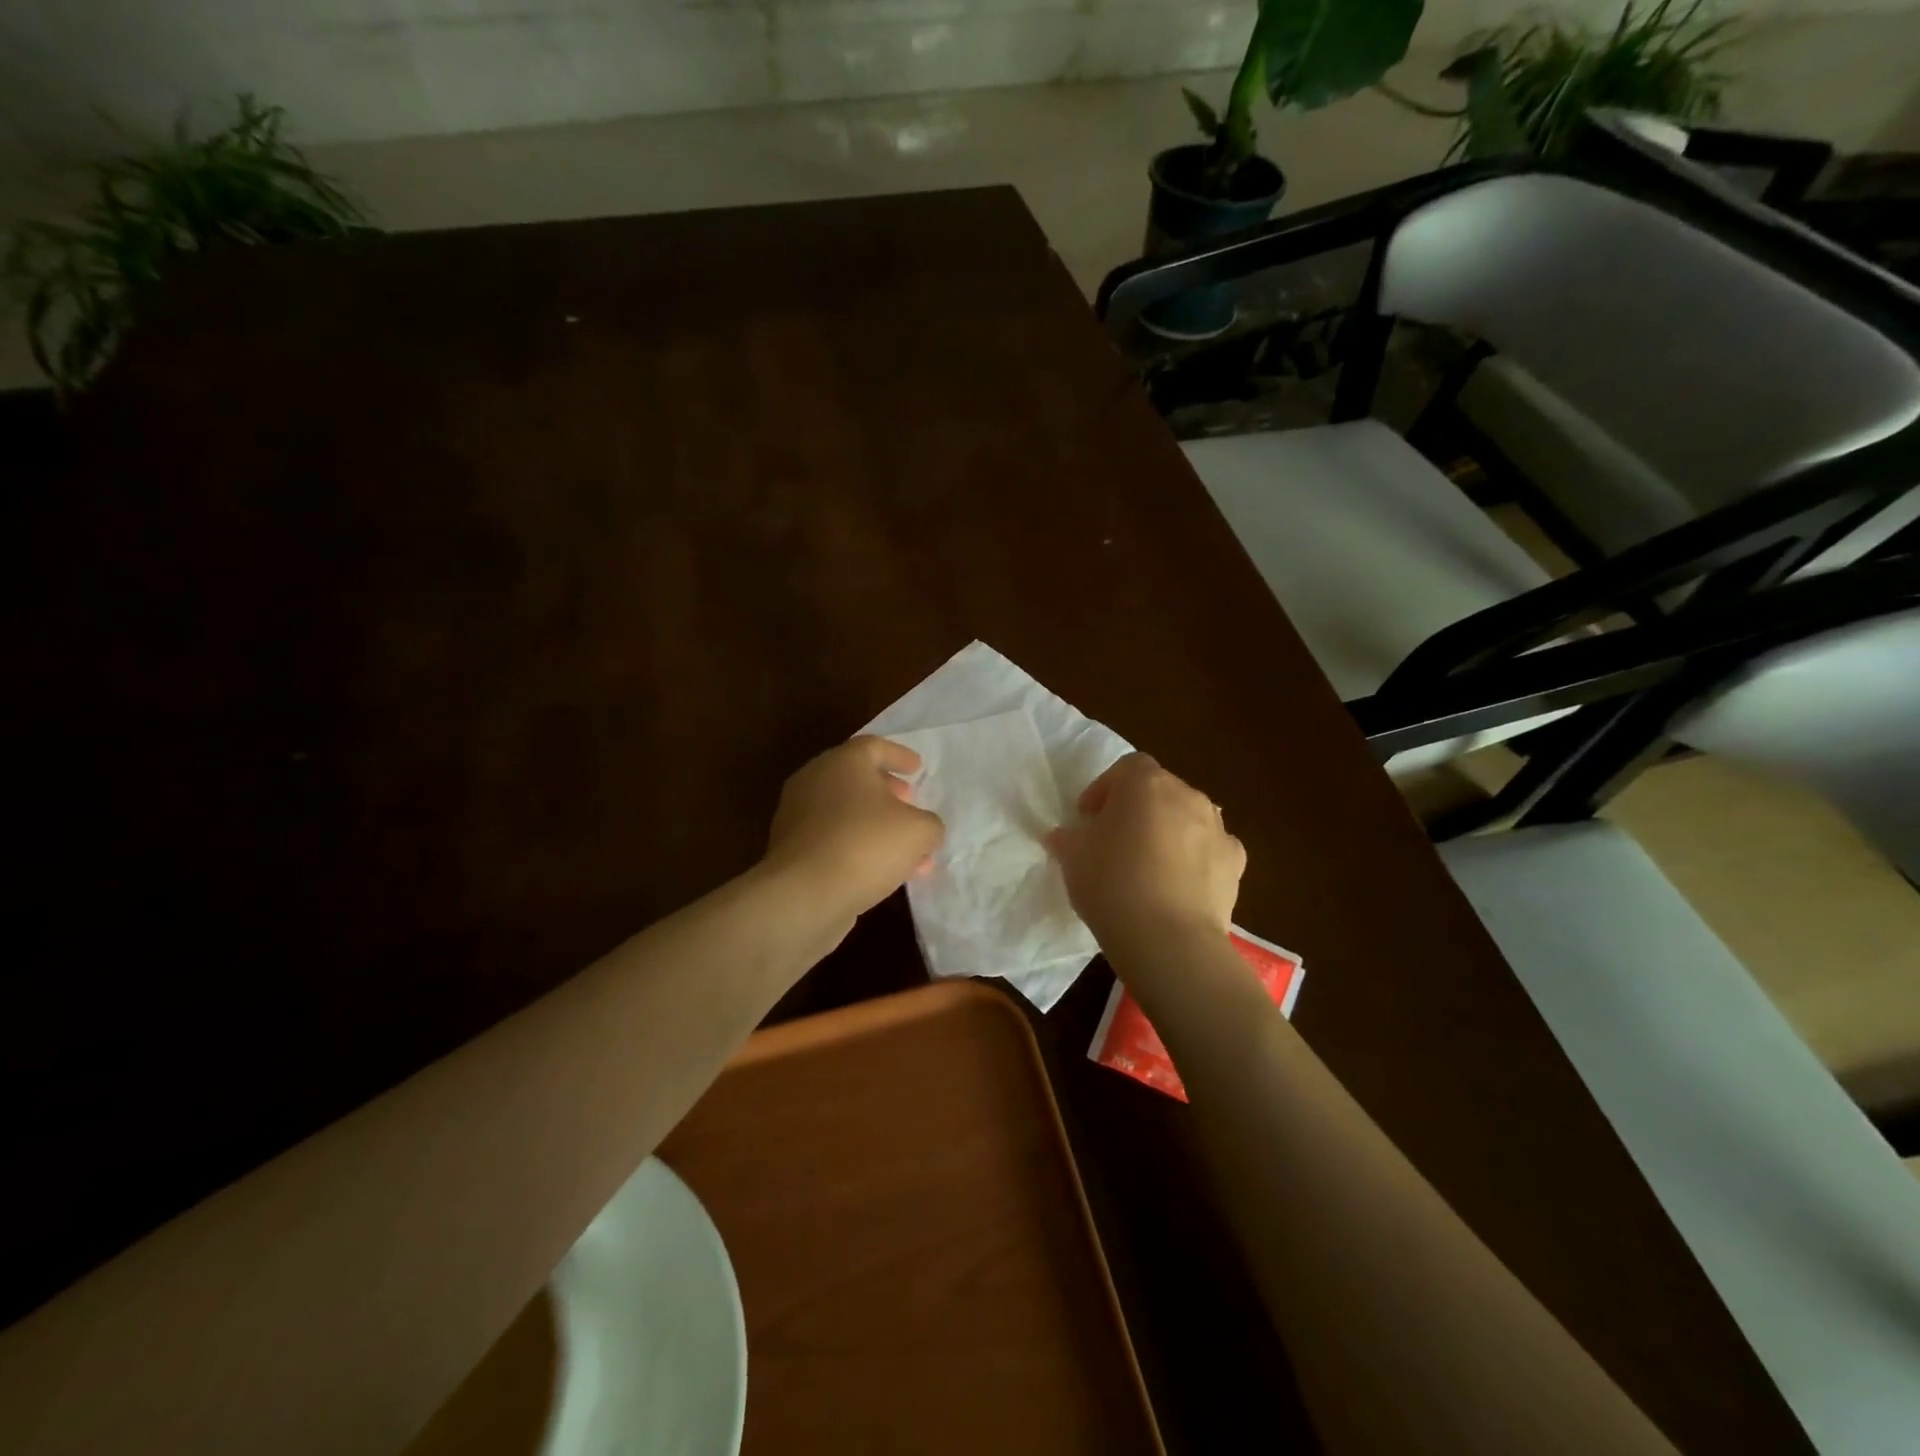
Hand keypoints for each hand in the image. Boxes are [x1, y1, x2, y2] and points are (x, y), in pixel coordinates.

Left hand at [762, 736, 944, 926]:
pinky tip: (885, 872)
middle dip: (887, 791)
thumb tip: (925, 830)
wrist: (804, 894)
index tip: (917, 767)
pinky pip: (834, 840)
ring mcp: (798, 816)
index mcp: (843, 762)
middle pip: (856, 778)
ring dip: (877, 826)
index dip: (899, 755)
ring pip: (846, 813)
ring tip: (908, 849)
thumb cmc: (866, 844)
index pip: (873, 746)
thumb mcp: (919, 831)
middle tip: (910, 802)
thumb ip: (930, 824)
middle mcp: (815, 781)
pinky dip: (860, 847)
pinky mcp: (792, 850)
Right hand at [1046, 753, 1244, 950]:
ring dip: (1168, 831)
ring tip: (1148, 866)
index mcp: (1146, 784)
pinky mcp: (1236, 863)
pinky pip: (1210, 849)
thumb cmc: (1112, 884)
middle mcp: (1187, 795)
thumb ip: (1068, 838)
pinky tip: (1179, 885)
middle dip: (1137, 809)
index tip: (1088, 818)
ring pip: (1188, 818)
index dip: (1105, 789)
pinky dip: (1196, 859)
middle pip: (1160, 790)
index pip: (1126, 768)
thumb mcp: (1073, 858)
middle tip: (1115, 841)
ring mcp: (1217, 828)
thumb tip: (1064, 836)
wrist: (1169, 939)